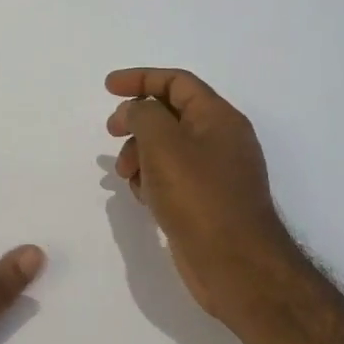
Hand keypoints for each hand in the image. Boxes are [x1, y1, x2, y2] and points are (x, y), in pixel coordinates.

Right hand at [106, 68, 293, 321]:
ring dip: (139, 153)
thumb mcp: (163, 143)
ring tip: (125, 174)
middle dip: (136, 120)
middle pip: (170, 114)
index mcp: (218, 118)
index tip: (107, 88)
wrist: (235, 264)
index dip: (140, 78)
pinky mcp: (207, 202)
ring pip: (167, 148)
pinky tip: (141, 196)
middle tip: (110, 132)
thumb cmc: (198, 196)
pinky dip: (151, 179)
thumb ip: (144, 114)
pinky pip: (172, 177)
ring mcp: (215, 173)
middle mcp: (221, 140)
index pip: (177, 82)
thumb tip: (136, 111)